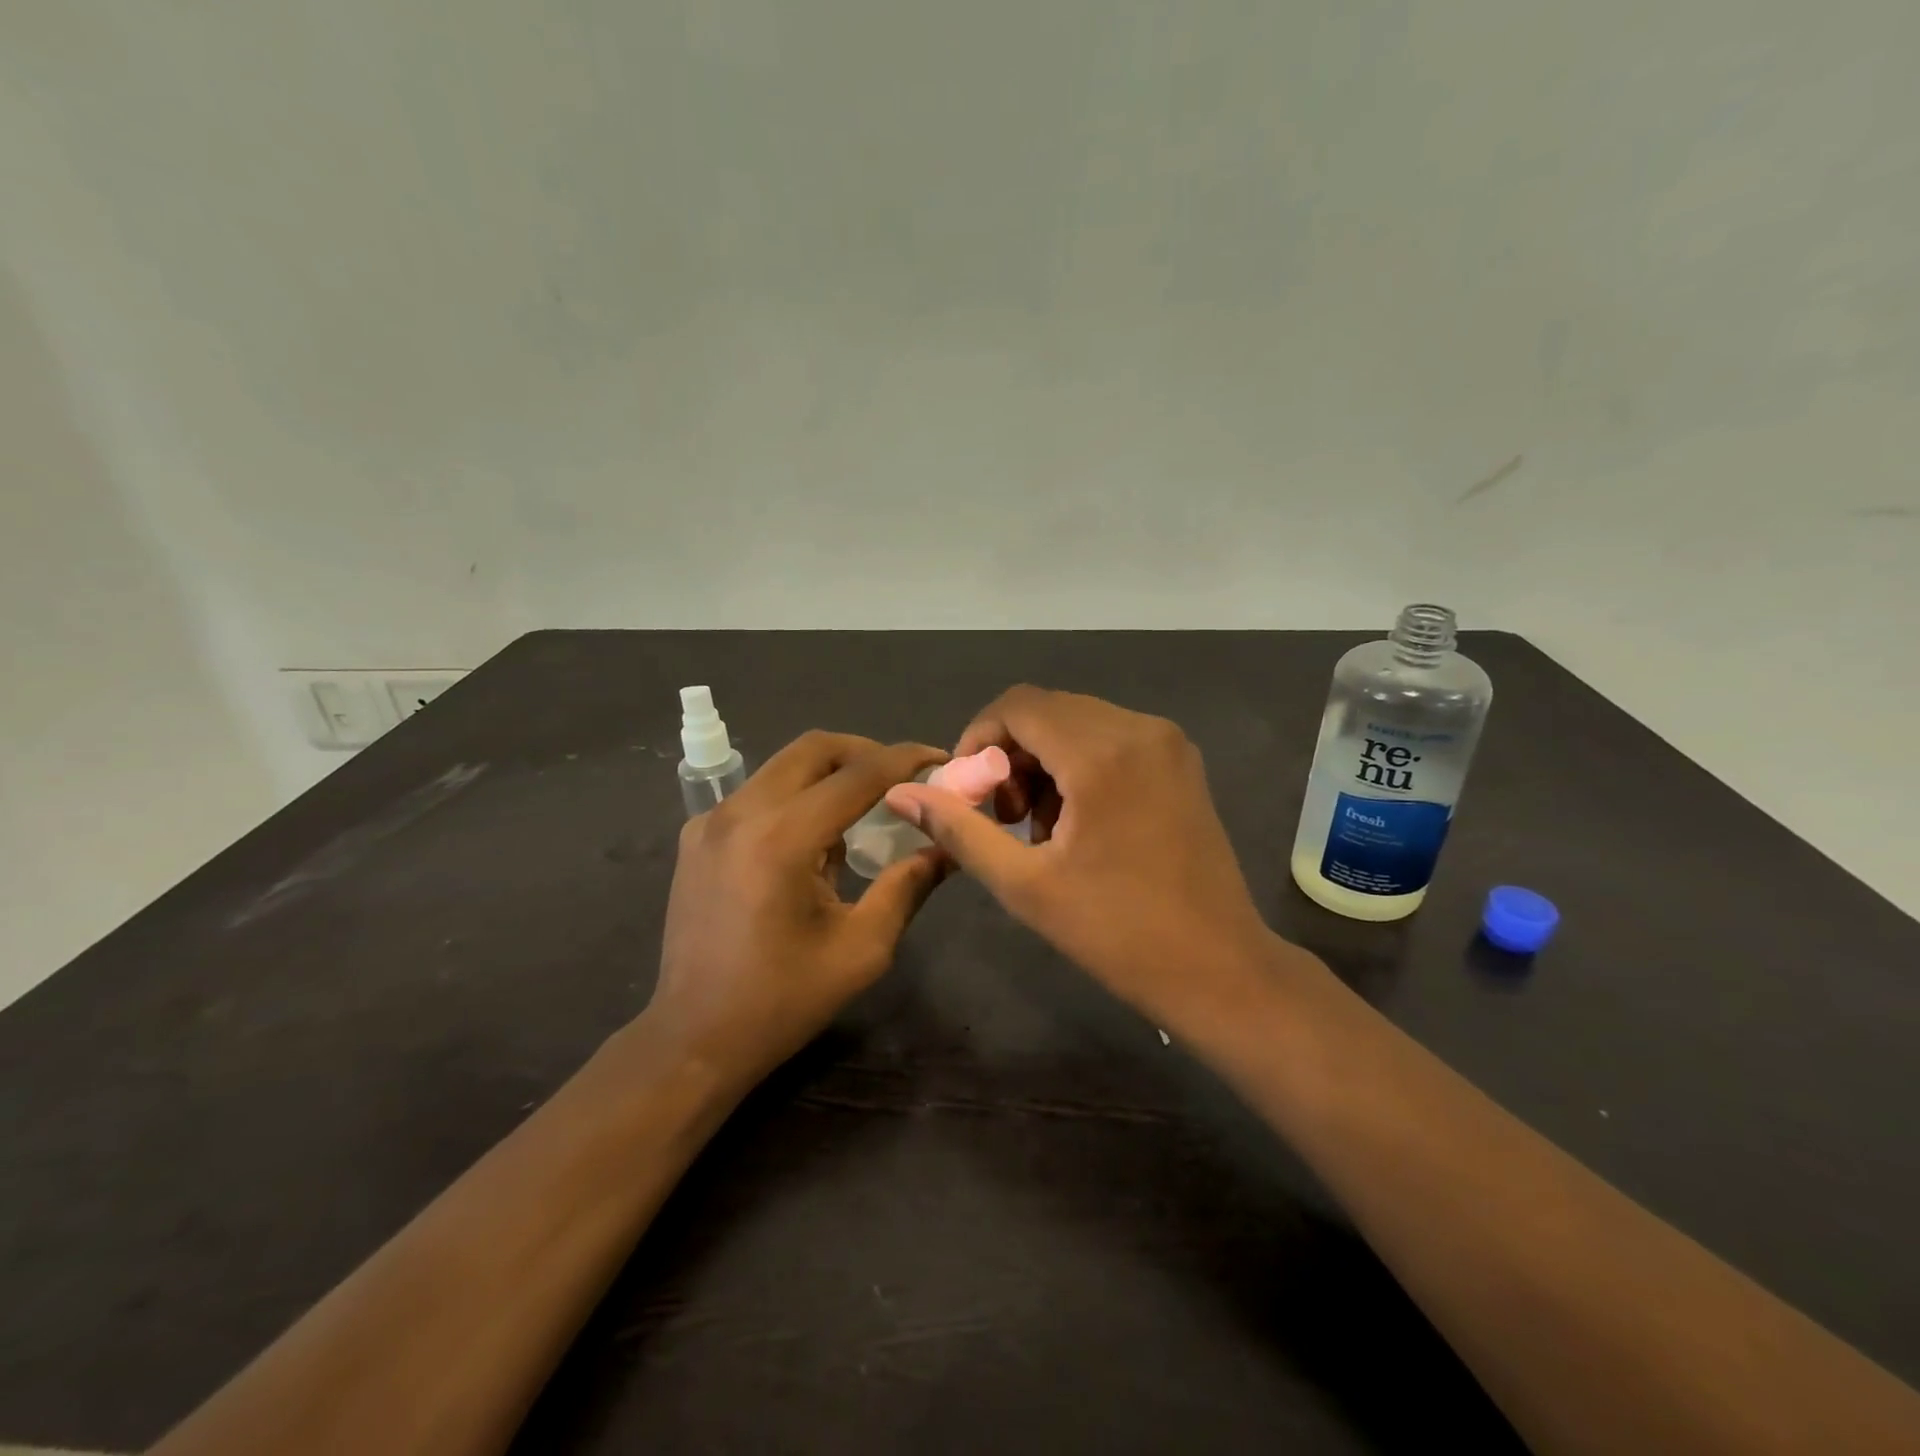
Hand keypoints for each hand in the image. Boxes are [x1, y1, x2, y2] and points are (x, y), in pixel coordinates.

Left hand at [649, 731, 948, 1086]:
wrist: (694, 1038)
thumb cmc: (783, 1000)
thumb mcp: (862, 948)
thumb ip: (908, 885)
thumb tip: (948, 845)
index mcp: (782, 839)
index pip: (858, 774)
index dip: (905, 760)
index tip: (940, 759)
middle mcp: (741, 813)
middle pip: (814, 749)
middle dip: (866, 752)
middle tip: (901, 778)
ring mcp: (711, 821)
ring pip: (783, 765)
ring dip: (830, 773)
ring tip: (865, 805)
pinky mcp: (697, 836)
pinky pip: (758, 793)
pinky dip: (796, 795)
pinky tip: (814, 835)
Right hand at [885, 686, 1277, 1031]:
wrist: (1218, 968)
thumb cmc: (1118, 933)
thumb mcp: (1025, 885)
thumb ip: (960, 830)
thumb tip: (901, 794)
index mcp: (1102, 753)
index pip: (1018, 706)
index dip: (979, 738)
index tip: (968, 791)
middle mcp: (1139, 729)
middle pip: (1048, 711)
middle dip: (1010, 754)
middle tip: (1003, 817)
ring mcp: (1167, 742)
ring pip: (1078, 723)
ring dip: (1043, 762)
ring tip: (1039, 828)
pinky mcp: (1180, 762)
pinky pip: (1111, 739)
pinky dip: (1079, 766)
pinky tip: (1078, 821)